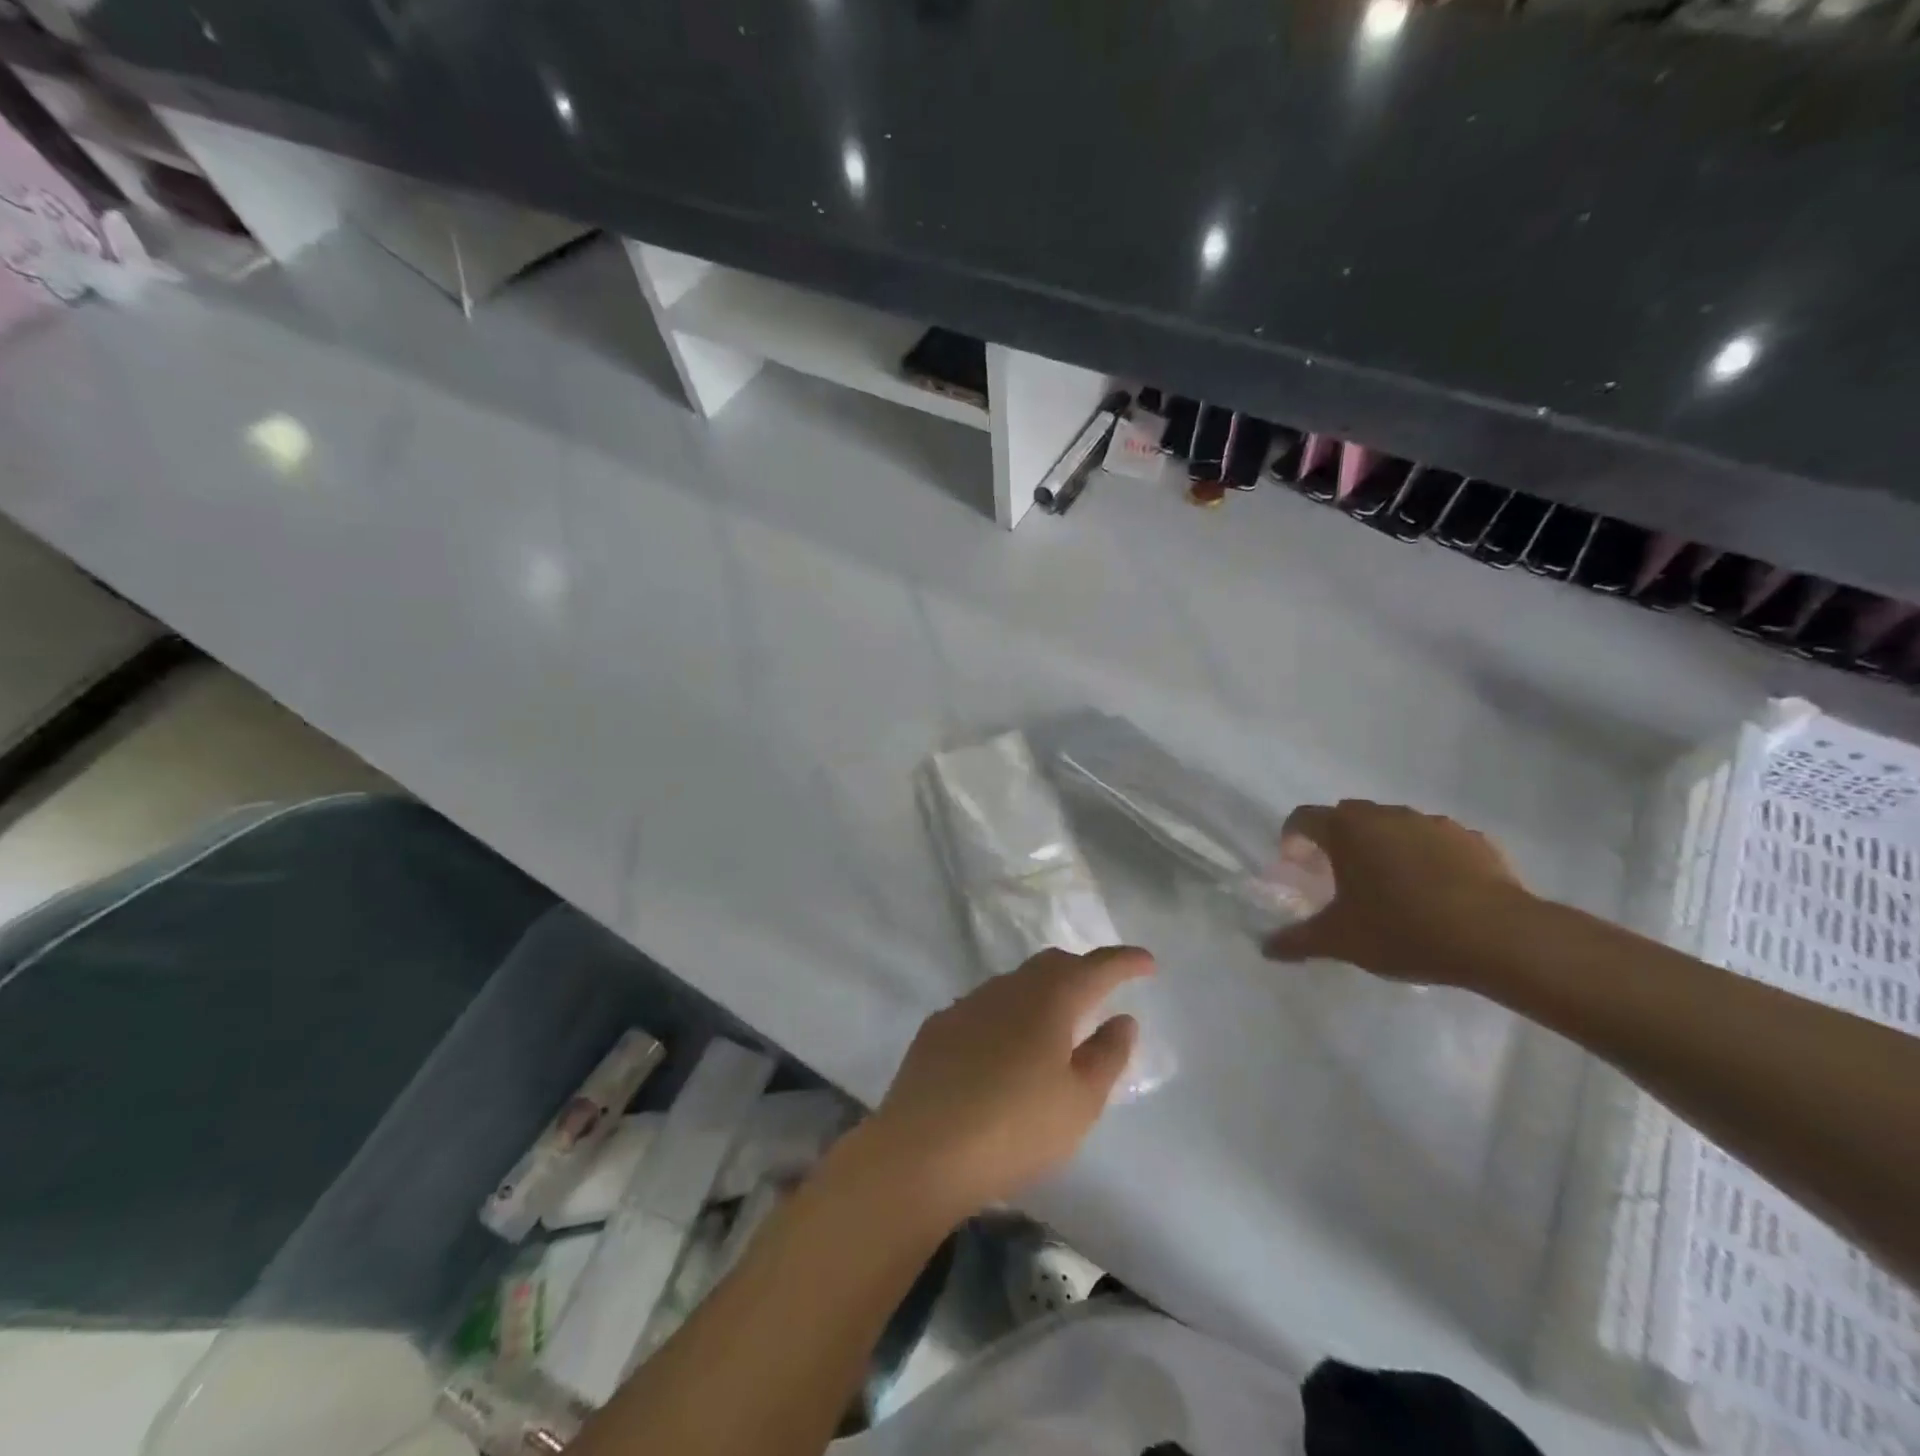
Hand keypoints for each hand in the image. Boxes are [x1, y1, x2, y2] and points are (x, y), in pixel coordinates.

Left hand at [858, 946, 1153, 1223]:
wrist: (921, 1150)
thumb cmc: (1015, 1129)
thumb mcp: (1079, 1102)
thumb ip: (1107, 1055)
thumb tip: (1122, 1018)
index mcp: (1049, 1000)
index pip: (1096, 967)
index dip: (1124, 961)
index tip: (1147, 962)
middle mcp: (1008, 988)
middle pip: (1052, 964)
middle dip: (1082, 970)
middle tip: (1103, 988)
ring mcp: (968, 1003)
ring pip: (1016, 982)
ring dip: (1043, 991)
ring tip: (1057, 1021)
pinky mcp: (939, 1026)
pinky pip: (985, 1006)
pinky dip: (1008, 1014)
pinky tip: (1006, 1046)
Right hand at [1262, 800, 1525, 986]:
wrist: (1497, 936)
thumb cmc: (1402, 928)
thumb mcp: (1340, 941)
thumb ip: (1297, 940)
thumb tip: (1265, 948)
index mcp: (1346, 829)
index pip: (1304, 818)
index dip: (1293, 838)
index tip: (1295, 865)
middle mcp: (1386, 815)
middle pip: (1348, 816)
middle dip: (1338, 840)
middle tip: (1338, 876)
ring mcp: (1433, 823)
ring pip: (1395, 826)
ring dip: (1384, 846)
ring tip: (1389, 885)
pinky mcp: (1473, 840)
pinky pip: (1437, 842)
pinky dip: (1426, 857)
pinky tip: (1435, 891)